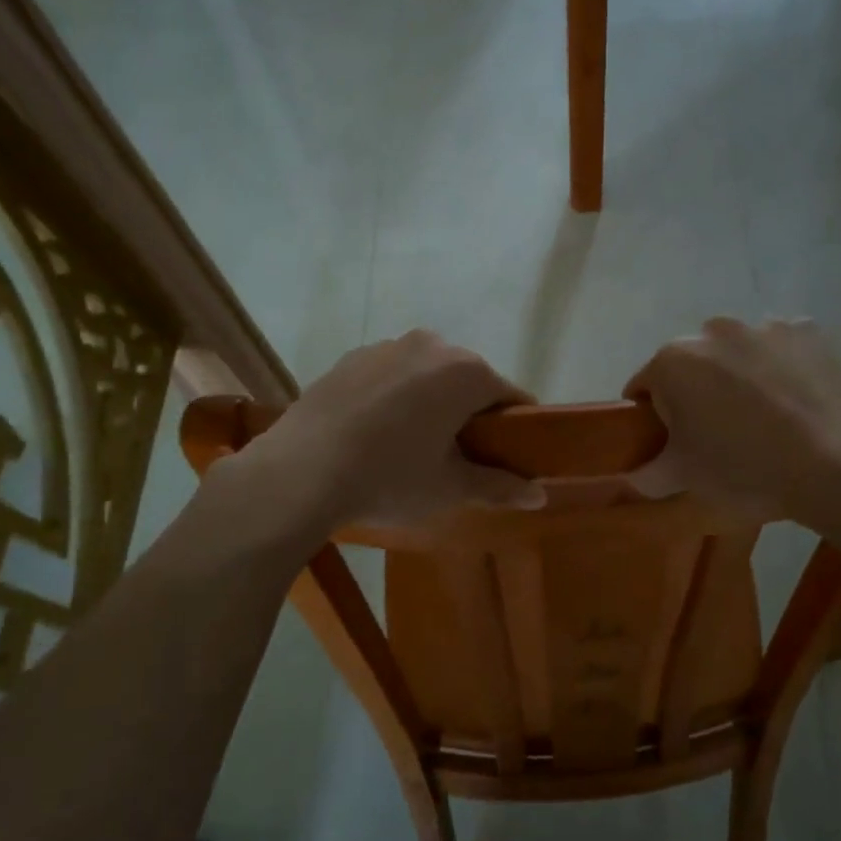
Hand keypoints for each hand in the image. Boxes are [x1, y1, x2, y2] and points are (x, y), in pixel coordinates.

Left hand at [232, 331, 543, 531]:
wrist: (299, 471)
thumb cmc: (389, 477)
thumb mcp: (450, 488)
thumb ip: (499, 487)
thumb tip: (540, 495)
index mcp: (466, 372)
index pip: (511, 397)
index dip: (515, 429)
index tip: (506, 458)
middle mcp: (432, 345)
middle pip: (469, 380)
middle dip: (470, 414)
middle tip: (457, 458)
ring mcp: (386, 346)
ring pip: (428, 375)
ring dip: (431, 402)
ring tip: (410, 446)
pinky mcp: (351, 357)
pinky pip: (391, 375)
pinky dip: (395, 397)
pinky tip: (374, 432)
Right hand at [624, 318, 840, 521]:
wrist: (836, 467)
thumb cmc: (745, 470)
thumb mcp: (683, 479)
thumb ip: (645, 474)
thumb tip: (633, 473)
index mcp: (672, 362)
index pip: (645, 388)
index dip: (655, 418)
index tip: (675, 443)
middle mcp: (713, 331)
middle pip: (692, 365)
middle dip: (697, 393)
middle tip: (720, 435)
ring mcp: (764, 326)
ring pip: (737, 353)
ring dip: (739, 377)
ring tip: (764, 419)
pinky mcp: (807, 331)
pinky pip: (781, 349)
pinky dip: (781, 368)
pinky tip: (795, 401)